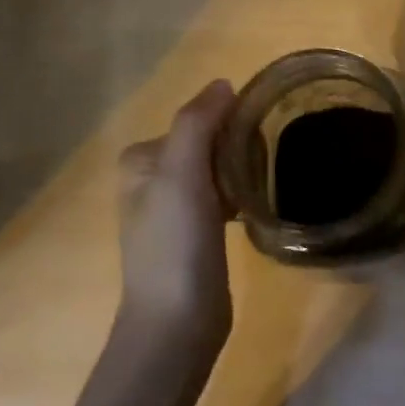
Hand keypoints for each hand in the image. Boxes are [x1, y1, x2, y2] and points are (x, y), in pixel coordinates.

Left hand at [116, 80, 236, 352]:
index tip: (256, 141)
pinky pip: (223, 196)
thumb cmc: (175, 242)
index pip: (196, 120)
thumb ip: (198, 122)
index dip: (230, 123)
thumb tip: (223, 84)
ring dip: (241, 171)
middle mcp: (152, 179)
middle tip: (261, 168)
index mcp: (141, 159)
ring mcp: (173, 208)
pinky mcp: (195, 233)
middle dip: (237, 148)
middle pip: (208, 143)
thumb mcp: (181, 173)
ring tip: (263, 184)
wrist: (177, 322)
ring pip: (218, 169)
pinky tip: (254, 208)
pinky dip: (240, 195)